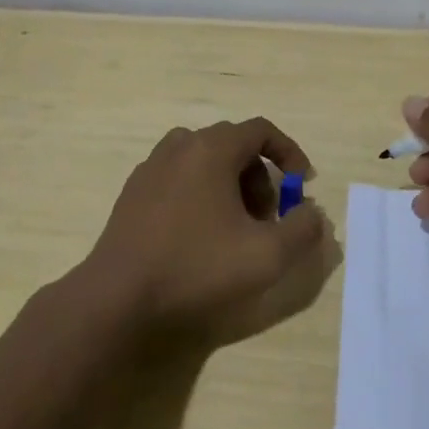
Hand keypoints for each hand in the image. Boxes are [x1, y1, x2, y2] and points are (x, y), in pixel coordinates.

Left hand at [85, 118, 338, 346]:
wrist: (117, 299)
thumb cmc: (197, 268)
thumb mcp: (268, 255)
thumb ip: (303, 229)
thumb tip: (312, 212)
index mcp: (212, 149)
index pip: (261, 130)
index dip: (289, 153)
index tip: (302, 184)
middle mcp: (180, 146)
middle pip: (234, 146)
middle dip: (260, 177)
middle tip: (268, 219)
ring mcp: (151, 168)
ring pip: (205, 161)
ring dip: (230, 186)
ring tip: (235, 228)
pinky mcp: (133, 193)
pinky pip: (179, 178)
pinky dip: (201, 194)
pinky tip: (199, 236)